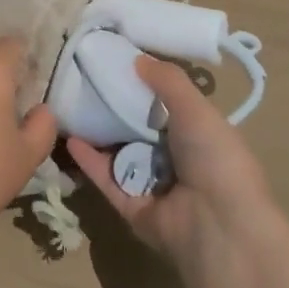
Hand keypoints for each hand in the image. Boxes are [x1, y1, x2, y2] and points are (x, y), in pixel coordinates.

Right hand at [67, 54, 284, 287]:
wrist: (220, 229)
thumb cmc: (216, 160)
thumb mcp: (197, 109)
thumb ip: (168, 81)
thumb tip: (137, 58)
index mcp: (199, 137)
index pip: (166, 107)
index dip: (142, 86)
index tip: (114, 63)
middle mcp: (177, 162)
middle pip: (138, 130)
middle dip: (113, 109)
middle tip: (83, 82)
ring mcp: (154, 187)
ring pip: (119, 155)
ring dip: (97, 134)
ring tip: (68, 106)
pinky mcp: (132, 208)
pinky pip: (107, 180)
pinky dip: (89, 161)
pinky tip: (70, 138)